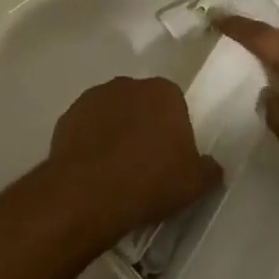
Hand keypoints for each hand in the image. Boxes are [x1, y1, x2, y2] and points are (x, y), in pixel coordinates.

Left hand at [46, 76, 222, 242]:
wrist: (88, 193)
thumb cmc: (151, 181)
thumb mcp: (195, 184)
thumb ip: (209, 170)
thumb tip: (211, 166)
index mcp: (164, 92)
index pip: (174, 105)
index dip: (173, 131)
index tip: (171, 156)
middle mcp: (127, 85)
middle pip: (141, 104)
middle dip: (143, 125)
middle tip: (144, 162)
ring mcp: (93, 98)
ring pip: (111, 114)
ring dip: (114, 132)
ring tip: (115, 169)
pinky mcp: (66, 116)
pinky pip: (86, 128)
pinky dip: (90, 142)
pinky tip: (92, 170)